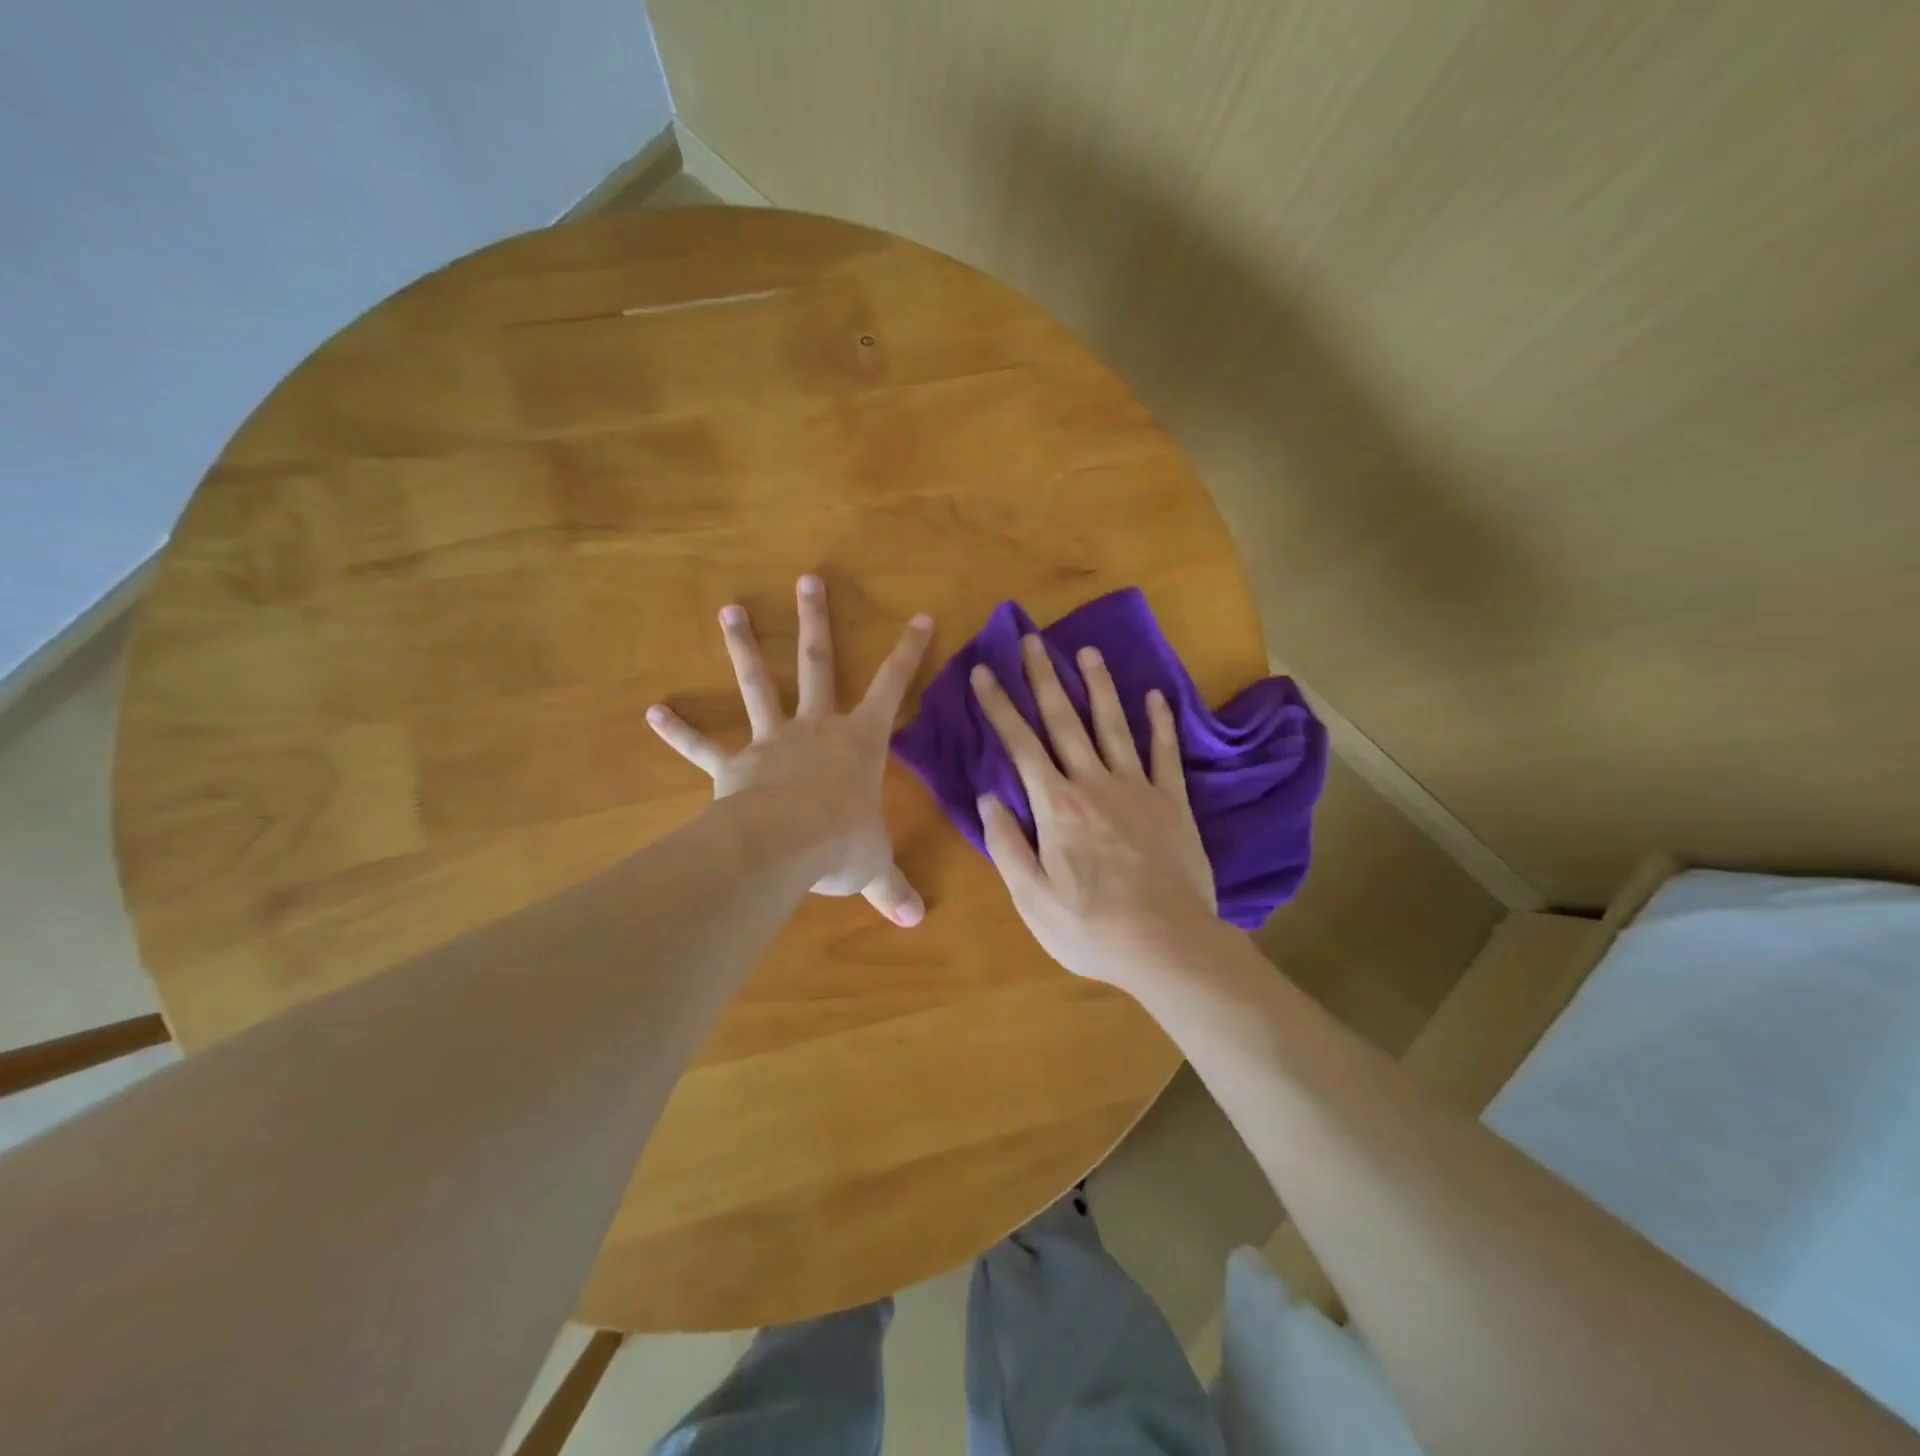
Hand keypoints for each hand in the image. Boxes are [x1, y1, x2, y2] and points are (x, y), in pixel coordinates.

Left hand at [646, 575, 933, 925]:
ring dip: (743, 647)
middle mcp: (816, 727)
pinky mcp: (733, 765)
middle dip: (815, 621)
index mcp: (860, 741)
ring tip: (729, 610)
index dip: (909, 652)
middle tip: (807, 579)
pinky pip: (702, 746)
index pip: (893, 686)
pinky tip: (652, 712)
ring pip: (758, 683)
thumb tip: (917, 922)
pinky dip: (678, 730)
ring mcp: (771, 741)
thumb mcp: (873, 865)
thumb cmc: (841, 843)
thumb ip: (893, 888)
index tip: (921, 616)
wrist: (784, 847)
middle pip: (817, 663)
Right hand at [971, 635, 1223, 988]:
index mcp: (1056, 806)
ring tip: (1087, 651)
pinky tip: (1156, 696)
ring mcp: (1138, 788)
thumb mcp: (1032, 898)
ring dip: (1099, 686)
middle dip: (1044, 678)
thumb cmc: (1092, 928)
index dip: (999, 706)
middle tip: (1031, 639)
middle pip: (1065, 721)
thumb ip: (1006, 844)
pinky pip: (1165, 753)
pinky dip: (1160, 723)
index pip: (1020, 745)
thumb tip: (987, 797)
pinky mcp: (1172, 802)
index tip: (983, 671)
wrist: (1169, 945)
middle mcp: (1095, 784)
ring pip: (1114, 726)